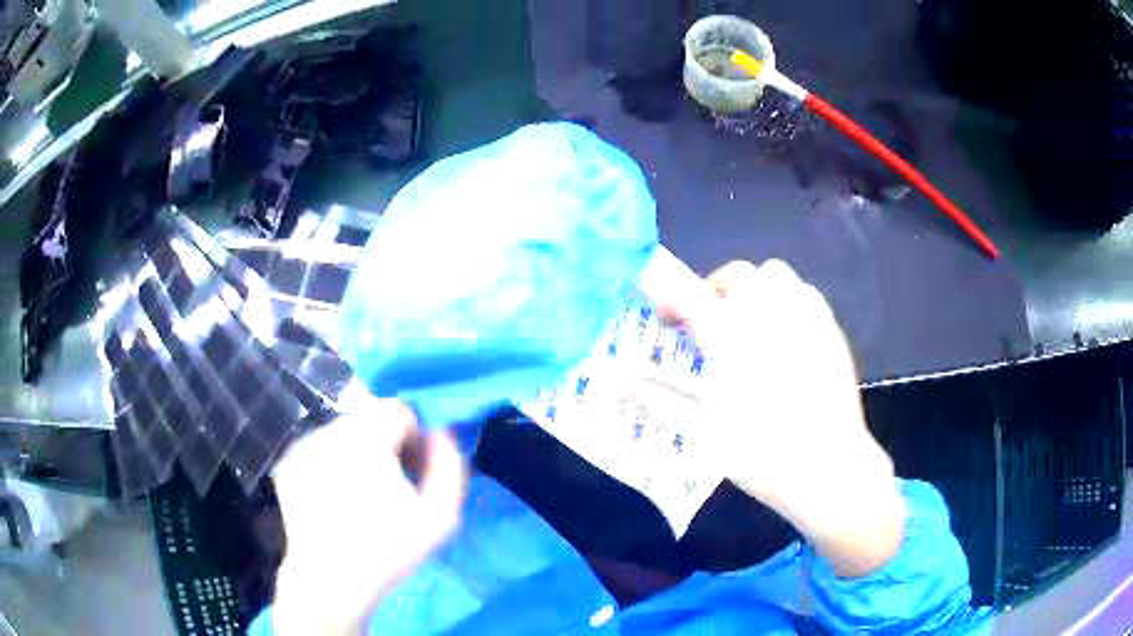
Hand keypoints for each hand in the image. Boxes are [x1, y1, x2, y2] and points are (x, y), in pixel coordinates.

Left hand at [270, 400, 465, 634]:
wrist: (330, 578)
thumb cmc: (387, 549)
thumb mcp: (440, 516)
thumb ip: (449, 466)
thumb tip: (441, 433)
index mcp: (367, 437)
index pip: (398, 410)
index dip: (413, 438)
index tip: (412, 471)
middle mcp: (330, 431)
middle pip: (368, 421)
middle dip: (383, 446)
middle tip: (388, 487)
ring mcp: (303, 446)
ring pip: (341, 435)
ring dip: (356, 455)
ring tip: (359, 497)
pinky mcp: (288, 464)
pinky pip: (319, 451)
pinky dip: (330, 466)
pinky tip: (334, 500)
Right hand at [646, 259, 903, 577]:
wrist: (828, 468)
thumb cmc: (761, 455)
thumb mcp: (702, 430)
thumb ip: (658, 397)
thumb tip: (615, 378)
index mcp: (734, 342)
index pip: (691, 294)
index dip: (669, 292)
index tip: (663, 314)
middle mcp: (771, 317)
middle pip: (737, 273)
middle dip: (713, 290)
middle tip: (708, 327)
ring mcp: (806, 319)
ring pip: (775, 273)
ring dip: (753, 290)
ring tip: (749, 325)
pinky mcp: (831, 329)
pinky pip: (805, 292)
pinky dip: (786, 300)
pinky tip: (785, 334)